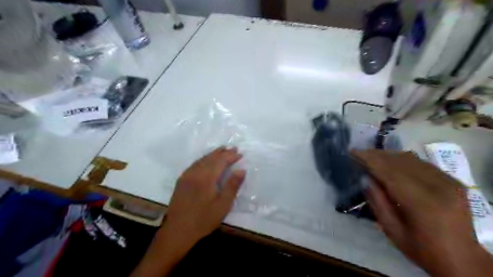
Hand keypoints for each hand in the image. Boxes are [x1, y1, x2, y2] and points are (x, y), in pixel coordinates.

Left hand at [132, 147, 245, 276]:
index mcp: (206, 178)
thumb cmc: (203, 219)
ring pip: (202, 159)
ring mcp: (186, 176)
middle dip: (223, 152)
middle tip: (233, 148)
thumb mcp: (223, 205)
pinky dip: (204, 159)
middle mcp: (195, 173)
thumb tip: (241, 170)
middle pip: (211, 158)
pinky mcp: (181, 180)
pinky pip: (194, 164)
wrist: (177, 231)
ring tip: (222, 150)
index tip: (240, 154)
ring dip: (213, 154)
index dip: (231, 156)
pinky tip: (206, 160)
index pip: (221, 161)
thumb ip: (232, 186)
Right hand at [355, 151, 492, 276]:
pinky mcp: (453, 181)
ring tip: (371, 156)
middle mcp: (438, 187)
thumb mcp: (391, 230)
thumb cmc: (422, 249)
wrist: (463, 260)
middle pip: (400, 162)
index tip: (352, 152)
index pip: (389, 172)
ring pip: (411, 159)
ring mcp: (449, 182)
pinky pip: (421, 163)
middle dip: (376, 155)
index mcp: (422, 203)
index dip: (369, 160)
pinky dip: (402, 160)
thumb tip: (365, 178)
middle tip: (358, 153)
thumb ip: (377, 202)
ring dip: (388, 155)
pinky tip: (390, 162)